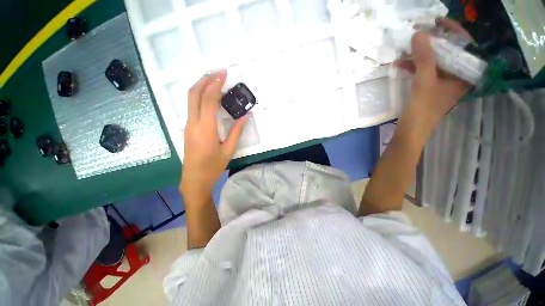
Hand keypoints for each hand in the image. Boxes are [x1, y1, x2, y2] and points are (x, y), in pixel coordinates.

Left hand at [180, 70, 248, 195]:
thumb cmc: (213, 166)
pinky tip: (209, 97)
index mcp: (205, 128)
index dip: (216, 85)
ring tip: (214, 80)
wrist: (194, 179)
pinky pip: (192, 107)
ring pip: (190, 99)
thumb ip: (237, 131)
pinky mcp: (187, 128)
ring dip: (201, 86)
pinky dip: (199, 97)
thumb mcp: (229, 150)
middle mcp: (193, 123)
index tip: (223, 74)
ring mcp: (188, 125)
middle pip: (193, 94)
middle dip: (205, 79)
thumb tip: (247, 116)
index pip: (209, 100)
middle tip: (217, 73)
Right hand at [397, 18, 471, 125]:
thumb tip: (419, 33)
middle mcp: (457, 76)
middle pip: (449, 52)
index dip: (453, 31)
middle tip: (419, 33)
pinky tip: (401, 64)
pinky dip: (413, 66)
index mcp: (465, 75)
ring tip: (406, 48)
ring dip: (420, 54)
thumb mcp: (425, 82)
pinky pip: (424, 71)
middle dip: (433, 42)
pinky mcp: (430, 87)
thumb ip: (424, 57)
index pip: (465, 46)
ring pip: (435, 61)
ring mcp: (443, 82)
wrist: (411, 131)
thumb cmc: (423, 109)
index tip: (438, 22)